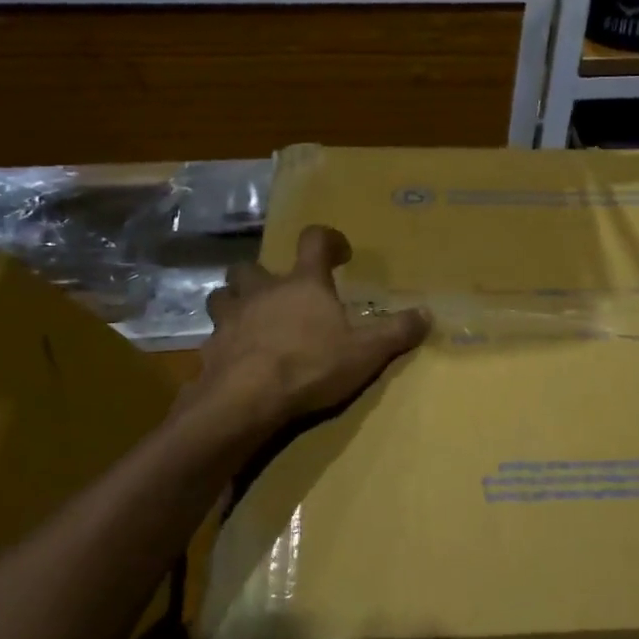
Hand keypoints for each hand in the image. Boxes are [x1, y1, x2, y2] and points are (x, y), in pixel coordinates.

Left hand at [195, 224, 429, 430]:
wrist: (246, 399)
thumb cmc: (310, 365)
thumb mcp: (365, 352)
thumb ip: (396, 332)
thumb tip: (427, 314)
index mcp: (303, 284)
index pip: (313, 241)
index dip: (327, 239)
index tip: (339, 252)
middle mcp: (263, 291)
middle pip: (253, 267)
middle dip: (264, 274)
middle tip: (280, 292)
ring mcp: (232, 317)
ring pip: (223, 295)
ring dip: (235, 301)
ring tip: (250, 318)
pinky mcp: (211, 347)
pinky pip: (214, 335)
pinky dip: (224, 341)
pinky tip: (235, 358)